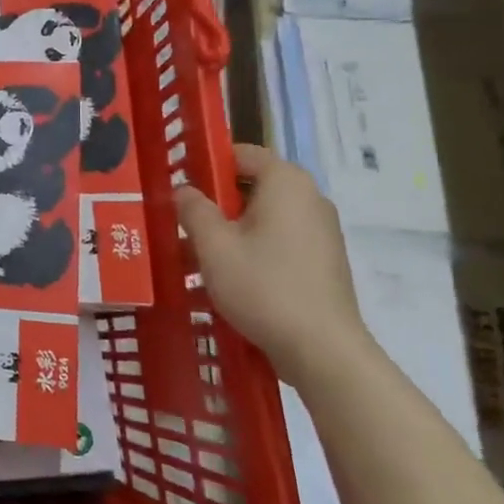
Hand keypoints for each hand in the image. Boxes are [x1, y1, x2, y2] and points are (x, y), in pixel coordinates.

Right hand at [174, 144, 371, 390]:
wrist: (322, 350)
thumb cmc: (263, 286)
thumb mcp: (213, 245)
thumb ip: (193, 209)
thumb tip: (184, 190)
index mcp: (286, 182)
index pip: (242, 154)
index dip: (207, 164)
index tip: (179, 186)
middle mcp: (310, 198)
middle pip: (253, 185)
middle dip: (216, 201)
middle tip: (183, 223)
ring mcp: (322, 230)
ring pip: (264, 215)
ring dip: (232, 228)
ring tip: (199, 254)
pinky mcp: (324, 260)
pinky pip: (280, 239)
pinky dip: (254, 247)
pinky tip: (231, 275)